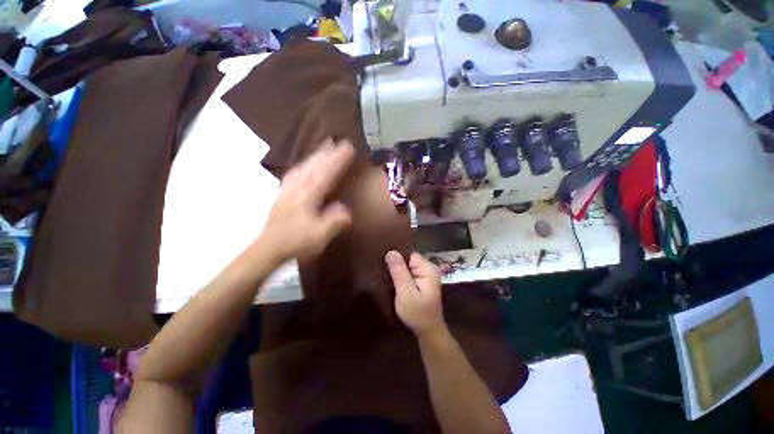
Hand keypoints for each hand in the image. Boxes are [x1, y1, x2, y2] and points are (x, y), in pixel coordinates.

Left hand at [259, 139, 354, 262]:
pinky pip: (293, 174)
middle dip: (328, 152)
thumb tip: (346, 209)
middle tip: (339, 141)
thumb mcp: (320, 235)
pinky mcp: (283, 194)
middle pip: (314, 166)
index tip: (349, 148)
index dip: (338, 160)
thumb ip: (334, 221)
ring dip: (315, 155)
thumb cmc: (296, 241)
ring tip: (324, 146)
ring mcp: (288, 189)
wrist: (269, 247)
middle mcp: (298, 188)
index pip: (326, 173)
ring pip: (303, 167)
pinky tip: (303, 165)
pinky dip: (302, 165)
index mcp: (308, 195)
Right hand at [386, 251, 445, 336]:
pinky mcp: (421, 280)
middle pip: (408, 258)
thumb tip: (391, 252)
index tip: (382, 259)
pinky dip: (400, 274)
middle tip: (380, 267)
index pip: (409, 254)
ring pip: (407, 264)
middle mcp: (428, 267)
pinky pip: (408, 271)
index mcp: (428, 268)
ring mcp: (425, 274)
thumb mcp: (406, 293)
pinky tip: (391, 277)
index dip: (396, 256)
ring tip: (383, 270)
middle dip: (395, 262)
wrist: (428, 331)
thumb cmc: (417, 314)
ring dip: (396, 268)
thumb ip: (399, 272)